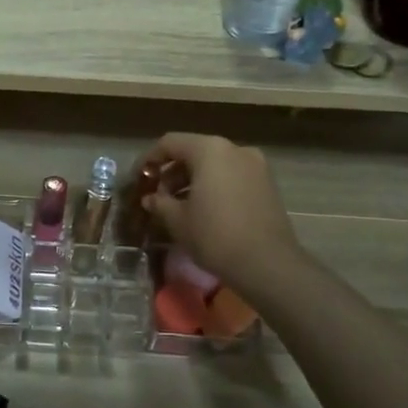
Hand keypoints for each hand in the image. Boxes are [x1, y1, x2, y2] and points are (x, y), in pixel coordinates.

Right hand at [141, 133, 298, 289]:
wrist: (267, 264)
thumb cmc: (214, 235)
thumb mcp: (177, 220)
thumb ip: (160, 203)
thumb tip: (150, 198)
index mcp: (209, 150)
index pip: (170, 143)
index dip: (150, 159)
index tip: (139, 178)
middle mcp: (234, 149)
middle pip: (194, 152)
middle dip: (173, 171)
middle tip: (159, 195)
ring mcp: (256, 166)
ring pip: (215, 164)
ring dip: (193, 180)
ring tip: (179, 205)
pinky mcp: (268, 184)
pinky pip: (232, 176)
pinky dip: (214, 186)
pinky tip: (205, 210)